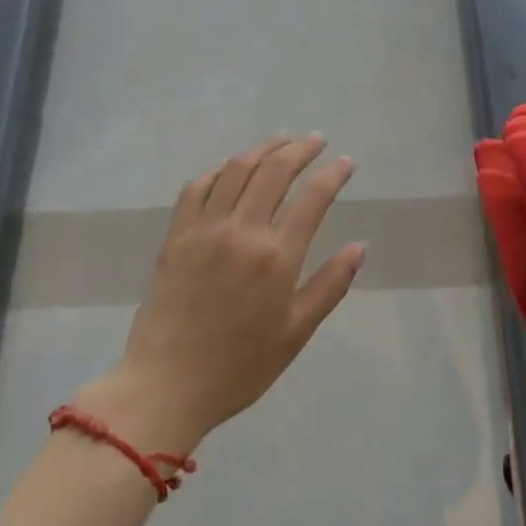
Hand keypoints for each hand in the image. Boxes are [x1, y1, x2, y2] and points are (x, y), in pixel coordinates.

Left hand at [94, 134, 363, 451]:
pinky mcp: (176, 236)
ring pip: (236, 170)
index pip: (313, 197)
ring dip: (261, 150)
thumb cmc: (240, 367)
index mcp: (277, 257)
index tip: (346, 162)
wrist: (166, 386)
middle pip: (274, 172)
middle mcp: (242, 231)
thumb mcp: (296, 333)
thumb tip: (360, 246)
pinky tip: (229, 170)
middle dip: (300, 150)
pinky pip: (197, 188)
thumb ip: (330, 285)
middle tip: (315, 140)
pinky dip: (218, 171)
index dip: (333, 173)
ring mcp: (204, 229)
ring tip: (279, 141)